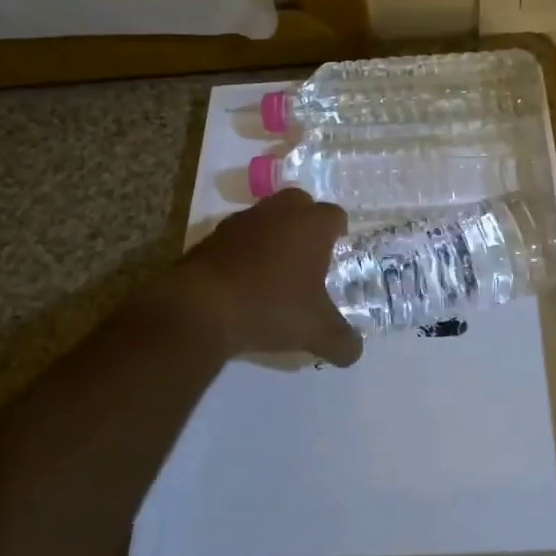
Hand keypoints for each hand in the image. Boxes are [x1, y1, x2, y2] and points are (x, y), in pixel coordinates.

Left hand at [171, 189, 363, 367]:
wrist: (200, 307)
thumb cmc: (271, 307)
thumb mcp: (316, 332)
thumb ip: (342, 342)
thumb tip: (355, 352)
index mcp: (311, 225)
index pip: (335, 215)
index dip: (338, 233)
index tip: (337, 254)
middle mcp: (279, 212)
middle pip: (300, 204)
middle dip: (306, 223)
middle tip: (309, 256)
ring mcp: (242, 220)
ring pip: (267, 217)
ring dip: (274, 236)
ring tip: (275, 270)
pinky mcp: (212, 235)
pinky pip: (239, 236)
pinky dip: (245, 251)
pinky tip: (244, 280)